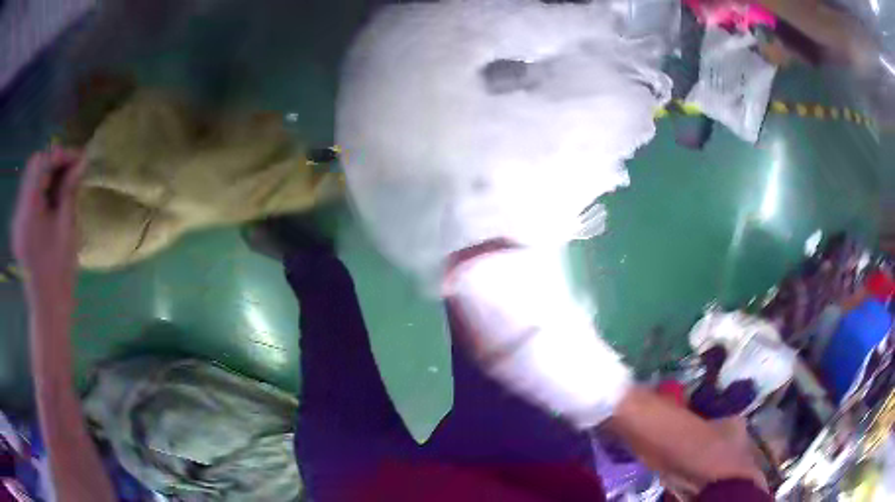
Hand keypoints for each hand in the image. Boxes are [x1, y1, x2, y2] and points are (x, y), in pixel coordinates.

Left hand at [12, 147, 84, 307]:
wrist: (48, 310)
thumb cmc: (59, 273)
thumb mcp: (67, 228)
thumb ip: (70, 190)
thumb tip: (81, 161)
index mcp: (29, 211)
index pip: (41, 163)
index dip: (60, 155)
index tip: (79, 159)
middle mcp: (20, 210)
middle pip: (34, 168)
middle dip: (53, 163)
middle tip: (72, 170)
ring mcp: (18, 219)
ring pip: (31, 179)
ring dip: (48, 176)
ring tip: (65, 186)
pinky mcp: (20, 227)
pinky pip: (29, 196)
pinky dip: (42, 190)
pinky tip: (53, 201)